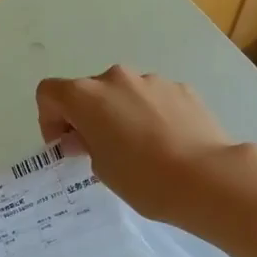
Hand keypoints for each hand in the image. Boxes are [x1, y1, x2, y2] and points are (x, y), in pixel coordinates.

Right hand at [36, 67, 241, 225]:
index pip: (50, 93)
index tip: (66, 146)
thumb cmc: (142, 178)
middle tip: (100, 150)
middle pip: (89, 91)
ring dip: (121, 114)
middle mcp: (116, 78)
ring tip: (140, 149)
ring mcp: (152, 80)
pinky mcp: (182, 89)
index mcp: (87, 96)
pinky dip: (151, 114)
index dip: (50, 119)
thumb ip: (87, 144)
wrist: (206, 177)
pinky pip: (153, 98)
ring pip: (124, 93)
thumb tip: (91, 136)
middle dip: (88, 116)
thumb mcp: (101, 168)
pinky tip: (166, 144)